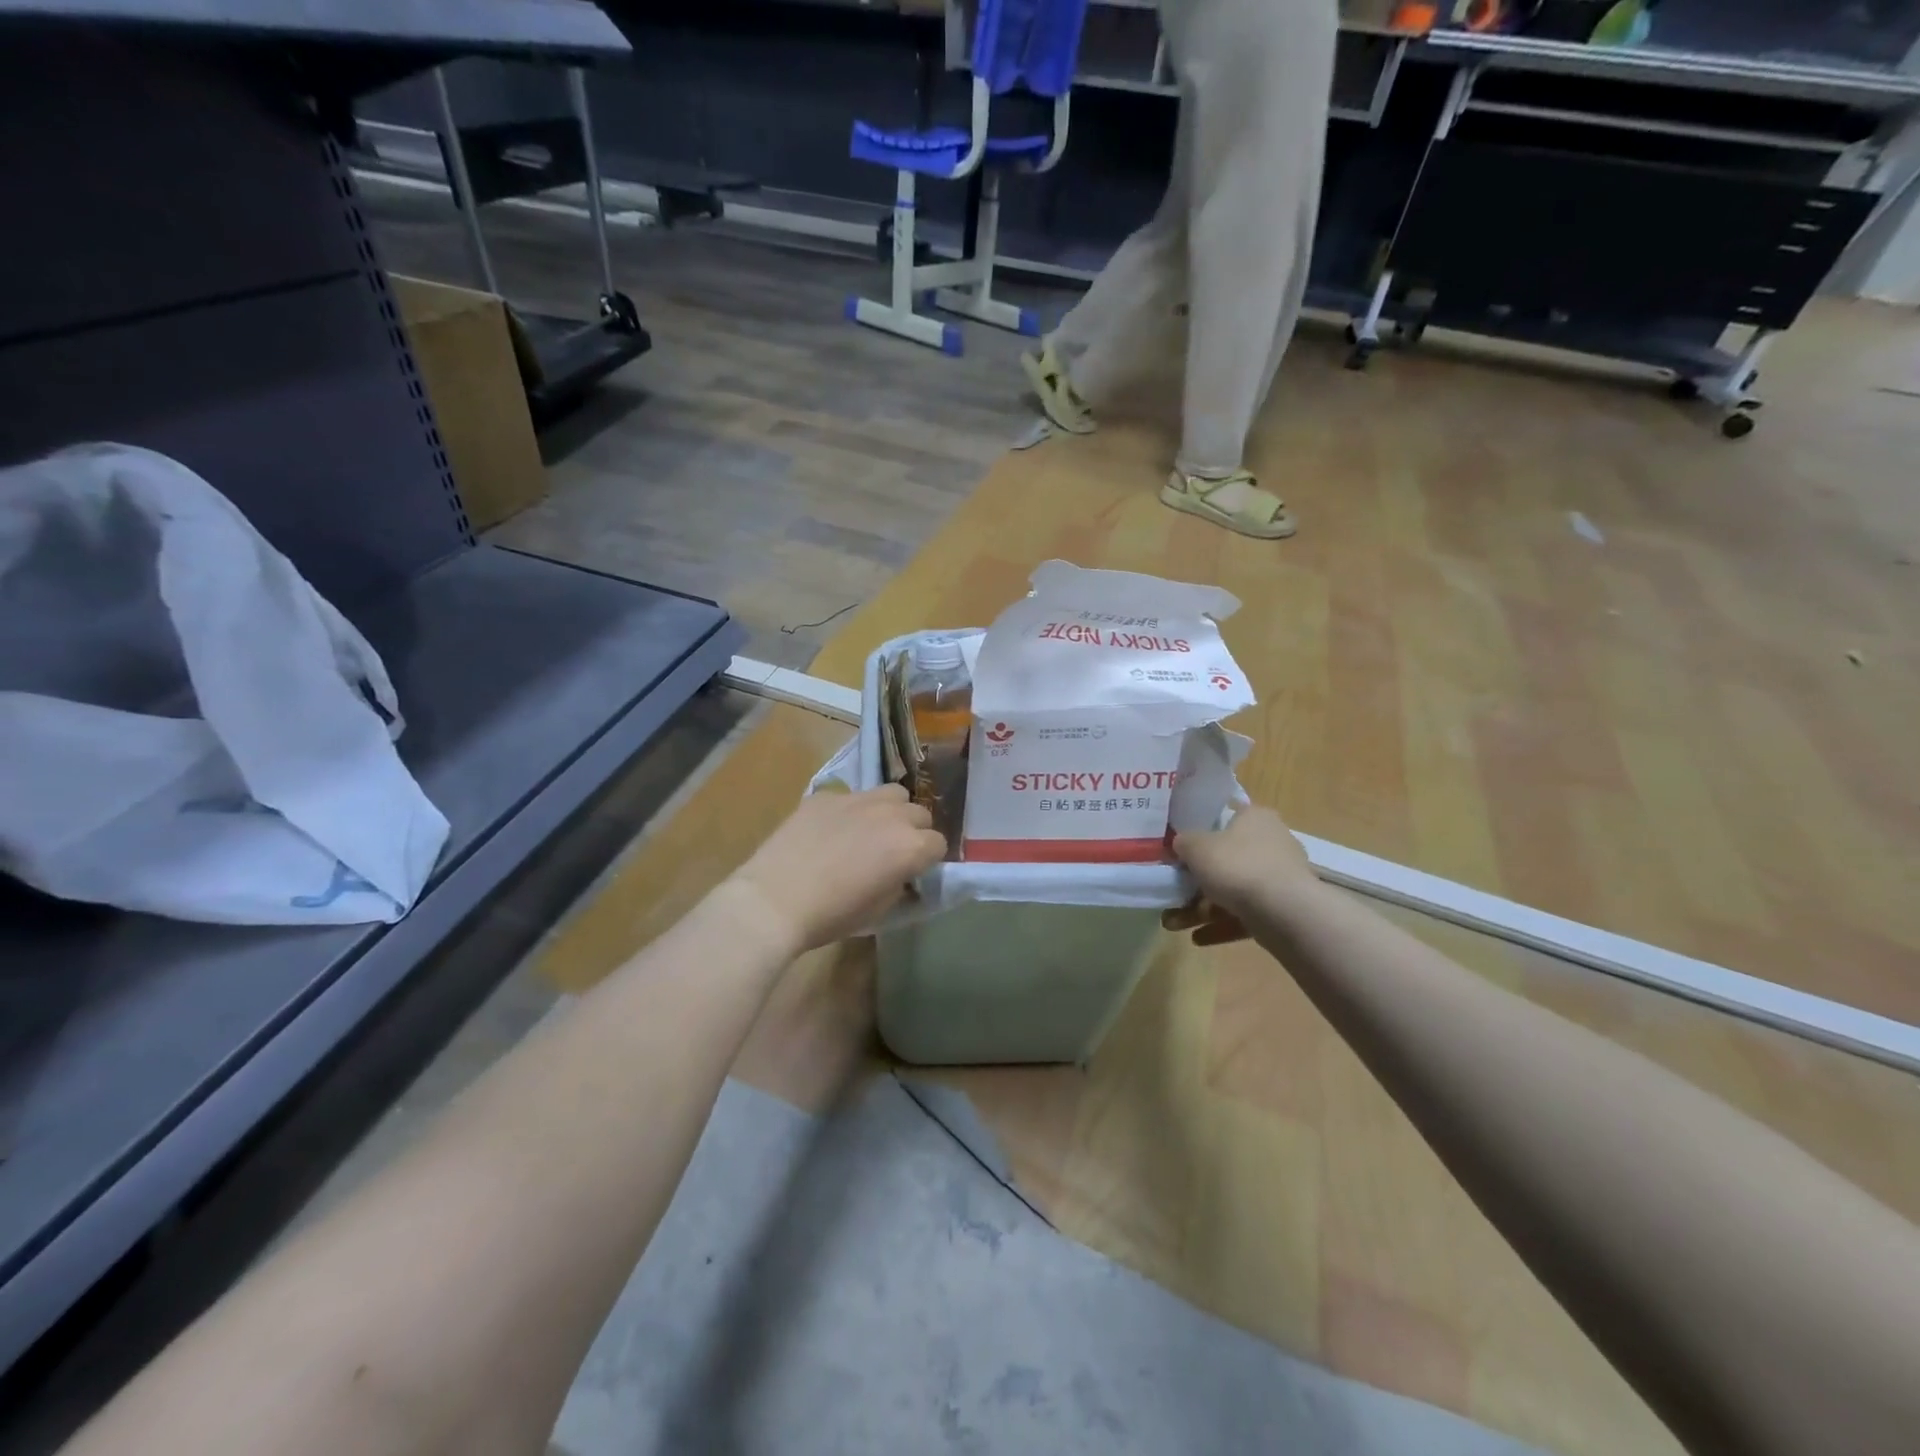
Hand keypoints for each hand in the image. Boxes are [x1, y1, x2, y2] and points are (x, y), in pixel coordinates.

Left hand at [725, 785, 946, 954]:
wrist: (774, 900)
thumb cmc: (831, 915)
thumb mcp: (879, 909)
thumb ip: (899, 883)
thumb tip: (900, 873)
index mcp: (910, 847)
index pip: (938, 844)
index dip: (928, 859)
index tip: (914, 871)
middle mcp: (891, 816)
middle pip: (920, 813)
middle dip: (914, 831)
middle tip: (894, 851)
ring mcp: (858, 799)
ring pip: (892, 793)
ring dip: (891, 810)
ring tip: (872, 829)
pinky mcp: (827, 795)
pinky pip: (851, 796)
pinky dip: (851, 810)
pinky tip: (831, 830)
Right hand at [1163, 805, 1316, 945]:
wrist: (1284, 911)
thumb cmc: (1237, 865)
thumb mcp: (1195, 847)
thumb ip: (1183, 843)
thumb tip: (1181, 844)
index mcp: (1255, 818)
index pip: (1225, 819)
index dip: (1200, 834)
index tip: (1180, 851)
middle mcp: (1272, 843)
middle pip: (1226, 859)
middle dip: (1195, 882)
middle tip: (1172, 894)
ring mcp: (1279, 878)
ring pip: (1233, 891)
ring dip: (1202, 909)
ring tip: (1173, 924)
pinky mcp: (1283, 908)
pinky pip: (1245, 914)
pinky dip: (1222, 925)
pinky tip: (1198, 938)